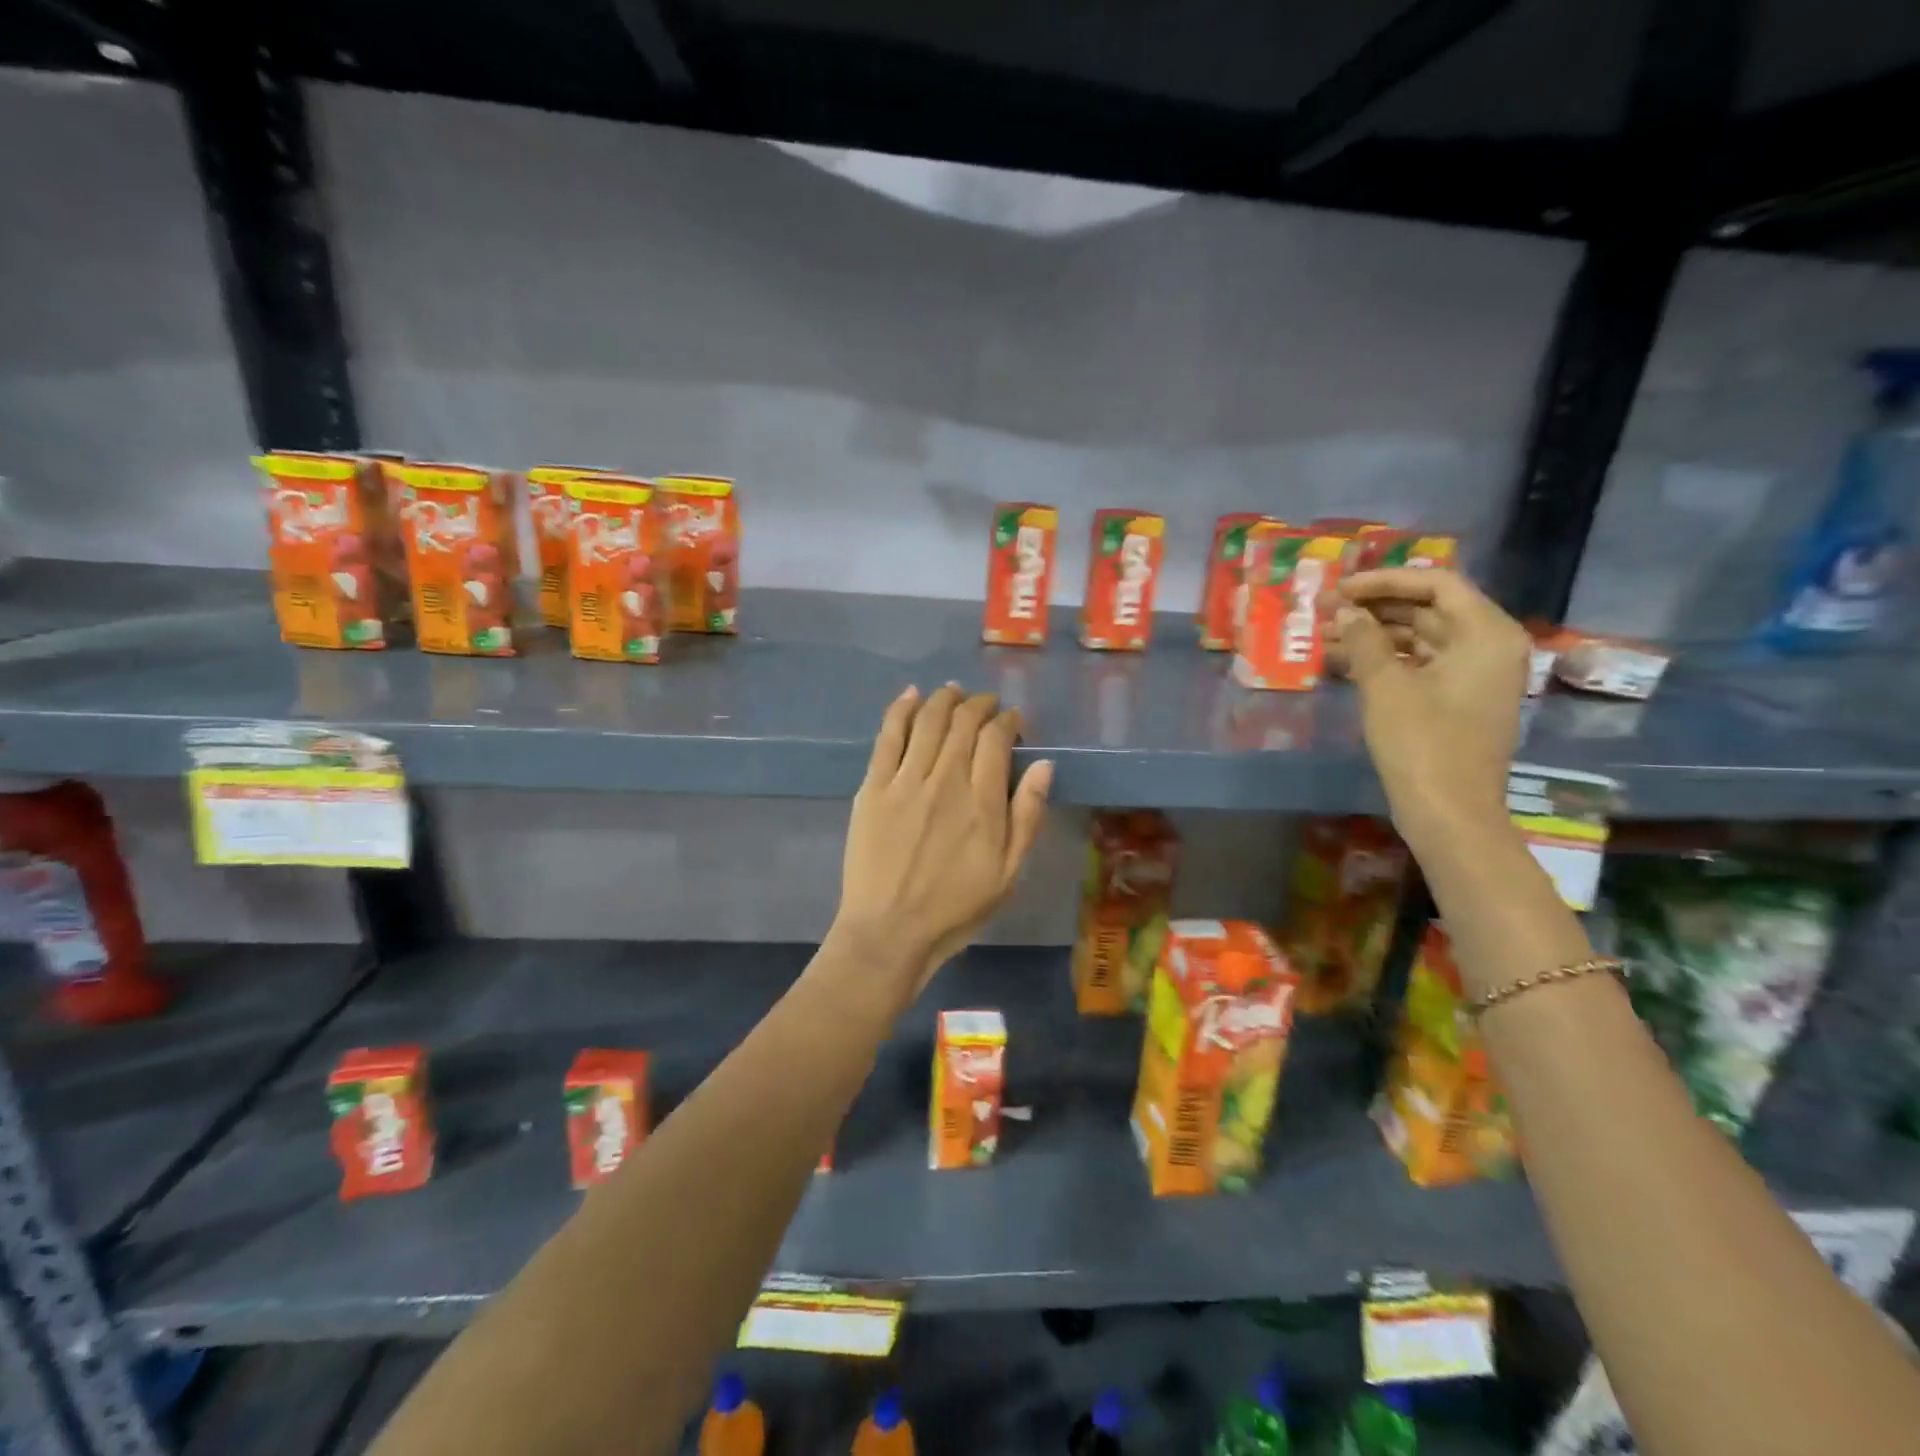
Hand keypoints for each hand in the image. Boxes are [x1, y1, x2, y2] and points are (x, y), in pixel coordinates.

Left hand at [834, 684, 1053, 1002]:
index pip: (996, 739)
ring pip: (927, 721)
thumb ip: (1028, 815)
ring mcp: (905, 781)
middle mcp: (945, 780)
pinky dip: (900, 710)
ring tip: (952, 692)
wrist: (889, 930)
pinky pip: (888, 736)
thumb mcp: (1008, 872)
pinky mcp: (873, 787)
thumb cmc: (955, 908)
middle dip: (978, 705)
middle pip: (963, 723)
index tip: (1012, 722)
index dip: (1007, 721)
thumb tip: (1045, 765)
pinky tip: (910, 696)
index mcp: (983, 802)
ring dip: (943, 699)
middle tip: (985, 704)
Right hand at [1328, 568, 1527, 839]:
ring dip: (1375, 635)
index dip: (1385, 581)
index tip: (1340, 589)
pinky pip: (1420, 665)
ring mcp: (1475, 676)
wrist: (1449, 812)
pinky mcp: (1458, 701)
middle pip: (1429, 609)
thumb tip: (1345, 612)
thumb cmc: (1422, 743)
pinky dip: (1385, 660)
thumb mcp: (1385, 686)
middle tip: (1326, 611)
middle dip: (1375, 608)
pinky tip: (1345, 663)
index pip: (1436, 583)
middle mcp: (1488, 647)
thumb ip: (1364, 640)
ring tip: (1326, 637)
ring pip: (1420, 639)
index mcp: (1485, 634)